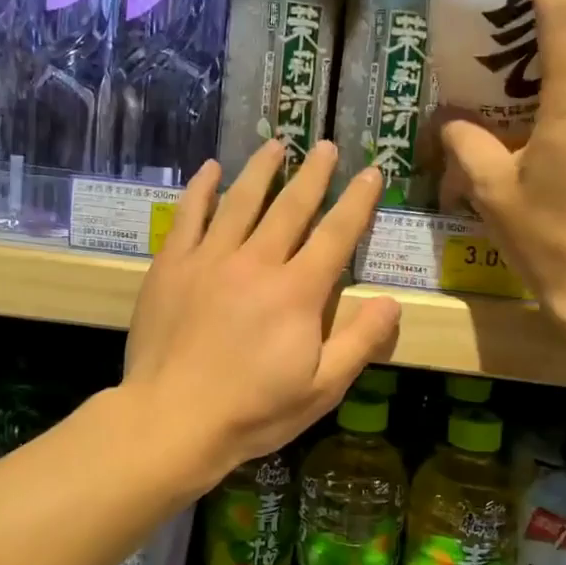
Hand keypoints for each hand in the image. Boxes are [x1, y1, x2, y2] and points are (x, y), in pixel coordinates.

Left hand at [124, 140, 402, 476]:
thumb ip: (360, 342)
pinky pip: (189, 216)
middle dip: (314, 175)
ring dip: (261, 170)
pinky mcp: (172, 266)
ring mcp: (210, 259)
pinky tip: (210, 169)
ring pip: (241, 201)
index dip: (357, 202)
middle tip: (326, 147)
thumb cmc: (252, 411)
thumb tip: (393, 302)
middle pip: (290, 207)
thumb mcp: (322, 389)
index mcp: (297, 291)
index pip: (336, 235)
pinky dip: (201, 189)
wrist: (172, 420)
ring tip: (277, 144)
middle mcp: (257, 262)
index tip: (371, 172)